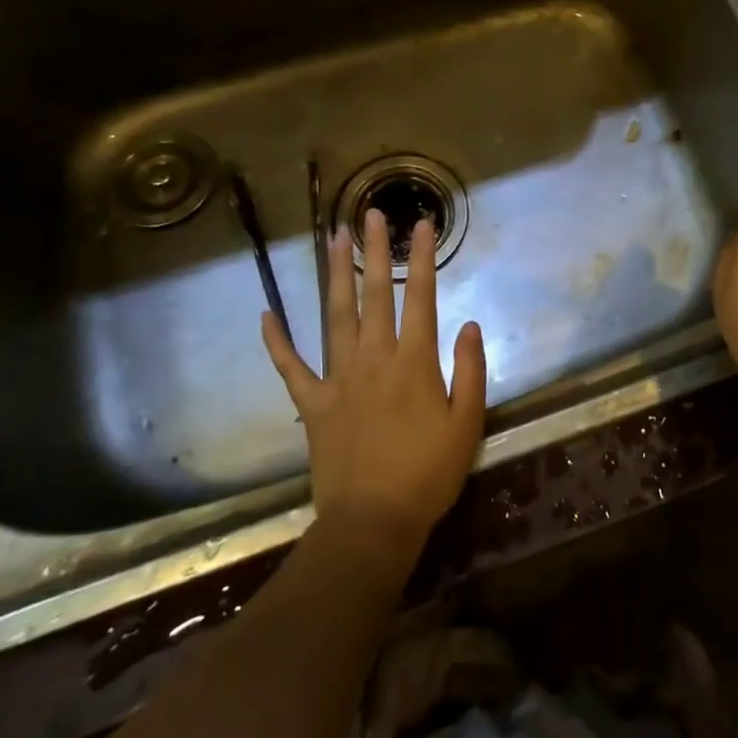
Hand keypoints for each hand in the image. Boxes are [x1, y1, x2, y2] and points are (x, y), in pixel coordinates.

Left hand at [263, 209, 486, 561]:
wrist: (373, 523)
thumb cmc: (427, 475)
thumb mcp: (466, 425)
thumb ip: (471, 371)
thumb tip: (469, 324)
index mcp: (413, 362)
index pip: (420, 297)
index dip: (422, 258)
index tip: (422, 225)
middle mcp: (374, 358)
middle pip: (374, 294)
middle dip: (374, 251)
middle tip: (370, 215)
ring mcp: (339, 378)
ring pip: (335, 316)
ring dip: (334, 275)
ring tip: (332, 239)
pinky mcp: (314, 404)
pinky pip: (291, 367)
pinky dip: (277, 341)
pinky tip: (266, 315)